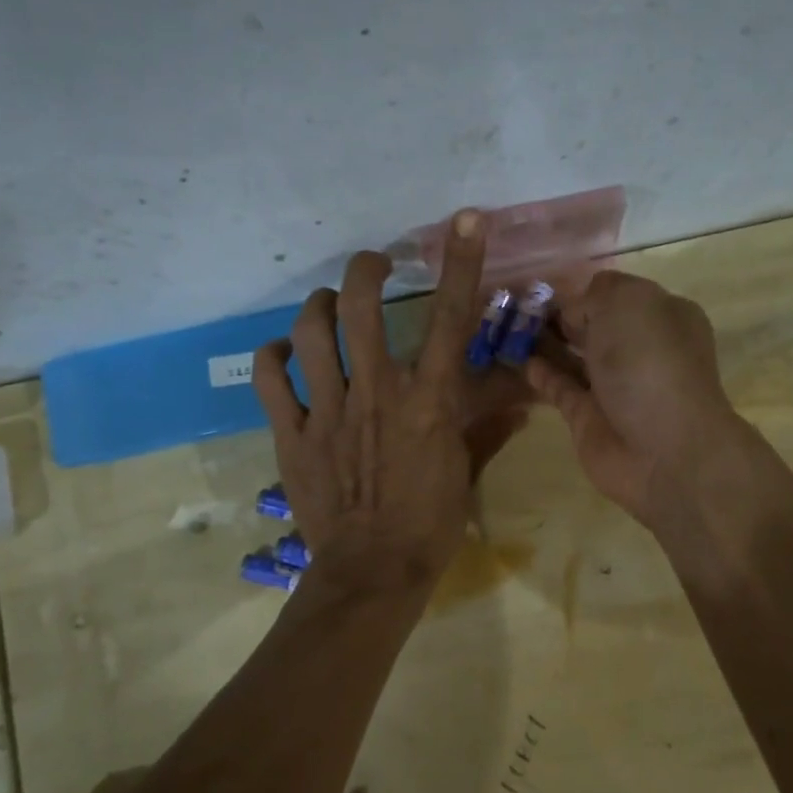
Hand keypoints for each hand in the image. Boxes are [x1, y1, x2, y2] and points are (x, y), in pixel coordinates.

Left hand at [253, 212, 526, 593]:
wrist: (373, 571)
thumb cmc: (430, 525)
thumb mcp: (465, 473)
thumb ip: (487, 430)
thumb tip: (521, 403)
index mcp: (428, 402)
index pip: (451, 321)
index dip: (461, 264)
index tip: (464, 221)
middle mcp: (378, 393)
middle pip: (362, 309)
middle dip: (366, 271)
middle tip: (372, 265)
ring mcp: (330, 411)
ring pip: (311, 333)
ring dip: (317, 307)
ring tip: (324, 305)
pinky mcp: (294, 434)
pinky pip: (272, 380)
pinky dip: (273, 356)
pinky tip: (284, 353)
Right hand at [524, 270, 739, 525]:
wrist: (663, 448)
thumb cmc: (650, 362)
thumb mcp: (626, 303)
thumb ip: (594, 297)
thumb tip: (573, 314)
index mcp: (661, 315)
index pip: (616, 293)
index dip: (583, 290)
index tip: (545, 286)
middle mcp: (640, 349)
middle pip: (594, 325)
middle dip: (560, 316)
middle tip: (515, 306)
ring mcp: (614, 385)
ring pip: (574, 356)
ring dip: (544, 342)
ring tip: (506, 328)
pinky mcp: (589, 416)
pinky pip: (560, 387)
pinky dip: (540, 373)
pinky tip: (516, 359)